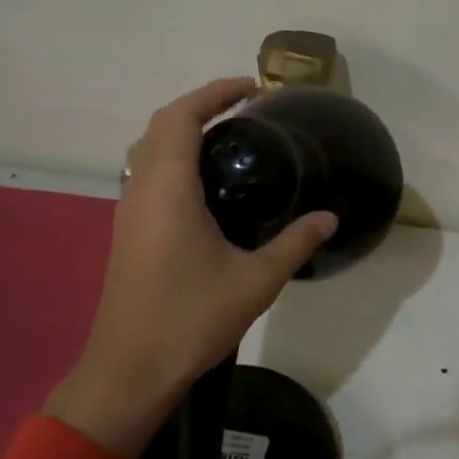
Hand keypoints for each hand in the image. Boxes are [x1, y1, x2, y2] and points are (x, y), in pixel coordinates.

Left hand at [46, 77, 336, 458]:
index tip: (252, 88)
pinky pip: (148, 175)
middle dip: (201, 106)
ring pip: (148, 150)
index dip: (214, 92)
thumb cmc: (191, 319)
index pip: (181, 117)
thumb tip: (330, 218)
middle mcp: (141, 190)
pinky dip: (174, 159)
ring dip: (182, 132)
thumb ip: (295, 243)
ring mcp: (129, 212)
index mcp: (167, 189)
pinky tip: (206, 185)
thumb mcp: (255, 281)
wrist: (130, 370)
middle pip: (161, 125)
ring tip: (229, 140)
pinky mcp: (128, 233)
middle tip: (245, 110)